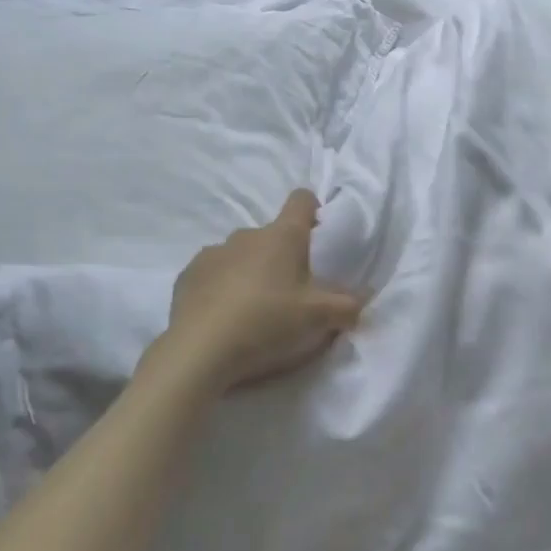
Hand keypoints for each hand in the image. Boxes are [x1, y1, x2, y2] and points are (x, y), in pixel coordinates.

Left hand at [162, 189, 363, 391]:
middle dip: (283, 257)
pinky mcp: (187, 275)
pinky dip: (222, 288)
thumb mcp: (320, 319)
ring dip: (251, 272)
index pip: (301, 201)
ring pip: (241, 255)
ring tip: (254, 309)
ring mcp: (212, 253)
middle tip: (291, 293)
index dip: (313, 210)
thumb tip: (362, 298)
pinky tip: (225, 317)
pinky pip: (213, 274)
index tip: (317, 234)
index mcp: (282, 237)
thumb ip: (348, 306)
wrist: (200, 350)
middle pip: (272, 235)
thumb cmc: (268, 323)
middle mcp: (246, 235)